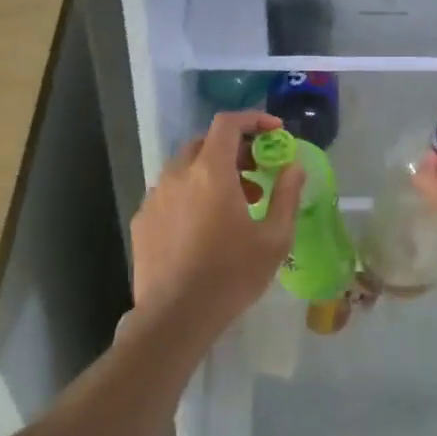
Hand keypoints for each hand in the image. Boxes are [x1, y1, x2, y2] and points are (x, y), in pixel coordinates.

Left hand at [129, 111, 303, 337]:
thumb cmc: (232, 274)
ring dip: (212, 172)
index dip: (253, 119)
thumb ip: (287, 195)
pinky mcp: (142, 220)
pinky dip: (191, 194)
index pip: (228, 123)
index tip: (274, 132)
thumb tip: (294, 167)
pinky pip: (170, 193)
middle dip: (235, 148)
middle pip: (206, 143)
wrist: (175, 316)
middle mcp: (178, 174)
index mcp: (211, 171)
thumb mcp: (274, 238)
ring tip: (236, 202)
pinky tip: (204, 225)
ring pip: (185, 168)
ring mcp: (155, 196)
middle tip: (258, 171)